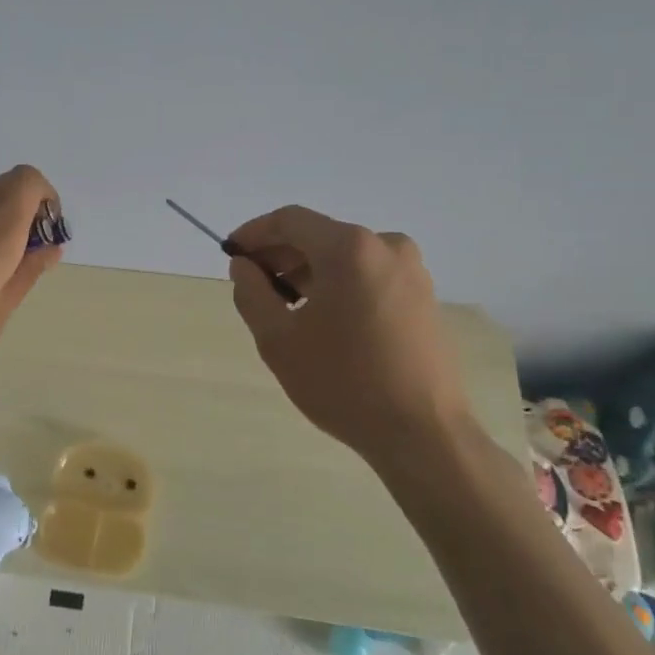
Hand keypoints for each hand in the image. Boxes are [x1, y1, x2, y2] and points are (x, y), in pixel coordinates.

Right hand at [227, 206, 471, 466]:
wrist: (422, 433)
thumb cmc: (342, 381)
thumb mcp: (278, 339)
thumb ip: (251, 292)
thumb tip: (244, 266)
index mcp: (349, 248)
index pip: (289, 220)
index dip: (254, 233)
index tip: (231, 254)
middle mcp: (386, 246)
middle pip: (318, 235)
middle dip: (280, 255)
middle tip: (253, 284)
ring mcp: (411, 271)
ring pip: (344, 256)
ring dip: (308, 272)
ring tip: (285, 308)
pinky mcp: (424, 296)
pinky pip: (368, 275)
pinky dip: (338, 285)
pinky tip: (323, 319)